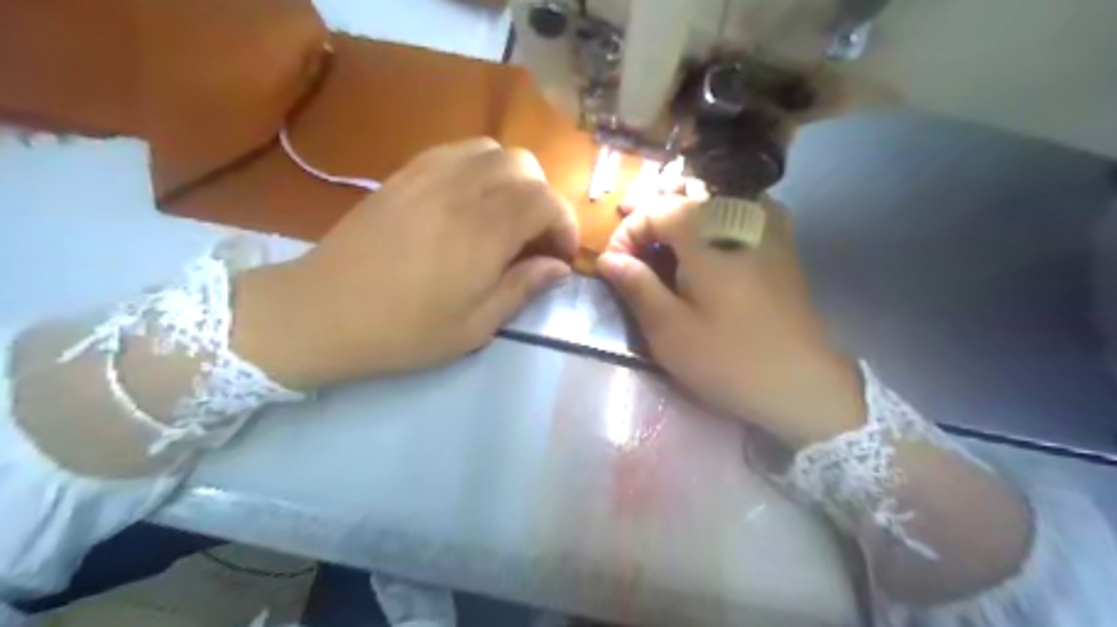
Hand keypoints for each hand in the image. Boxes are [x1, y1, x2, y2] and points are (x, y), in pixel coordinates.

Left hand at [228, 139, 574, 390]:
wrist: (323, 311)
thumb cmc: (405, 329)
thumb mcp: (476, 325)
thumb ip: (523, 288)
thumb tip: (559, 268)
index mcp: (485, 231)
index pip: (547, 202)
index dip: (564, 226)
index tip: (560, 258)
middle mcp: (463, 189)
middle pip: (526, 167)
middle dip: (543, 200)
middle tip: (534, 239)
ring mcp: (431, 174)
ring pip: (494, 150)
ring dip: (514, 180)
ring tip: (505, 217)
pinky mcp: (406, 173)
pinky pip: (458, 151)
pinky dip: (481, 169)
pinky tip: (471, 202)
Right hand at [597, 193, 865, 448]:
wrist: (805, 385)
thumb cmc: (730, 360)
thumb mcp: (670, 330)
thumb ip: (636, 286)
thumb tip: (608, 259)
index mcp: (709, 233)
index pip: (656, 209)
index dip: (628, 232)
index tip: (615, 267)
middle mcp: (742, 215)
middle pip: (686, 196)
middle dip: (652, 216)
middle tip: (632, 245)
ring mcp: (769, 227)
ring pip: (713, 200)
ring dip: (680, 215)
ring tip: (660, 241)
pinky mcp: (782, 245)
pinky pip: (739, 214)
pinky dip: (710, 222)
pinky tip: (703, 246)